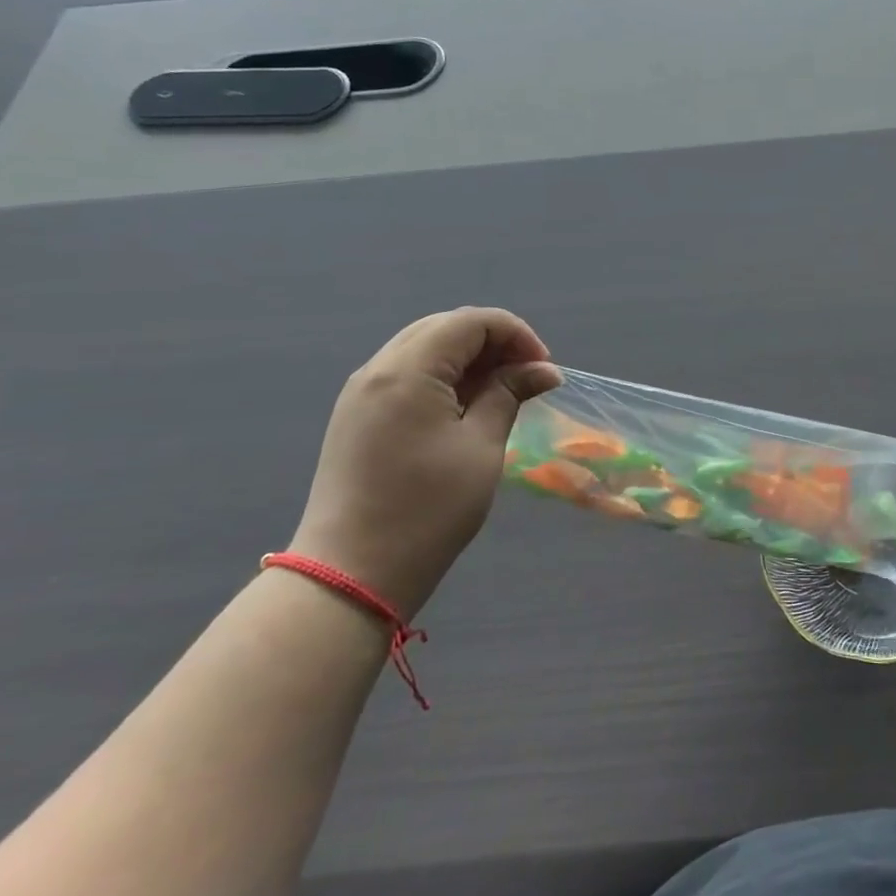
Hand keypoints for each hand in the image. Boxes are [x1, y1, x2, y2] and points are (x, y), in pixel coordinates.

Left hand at [285, 308, 560, 617]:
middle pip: (444, 327)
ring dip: (469, 358)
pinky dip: (443, 376)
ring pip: (423, 348)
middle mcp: (377, 369)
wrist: (350, 574)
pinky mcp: (356, 416)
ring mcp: (361, 392)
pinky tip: (466, 407)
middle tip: (527, 377)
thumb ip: (509, 395)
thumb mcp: (481, 447)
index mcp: (407, 370)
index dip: (516, 334)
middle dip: (493, 342)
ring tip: (503, 391)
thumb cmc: (427, 510)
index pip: (470, 321)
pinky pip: (406, 374)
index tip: (544, 369)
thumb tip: (543, 370)